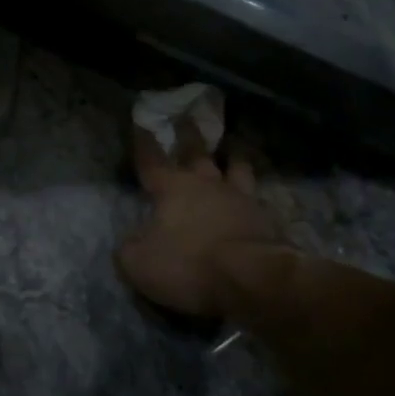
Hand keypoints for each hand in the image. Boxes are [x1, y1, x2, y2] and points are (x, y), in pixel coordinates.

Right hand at [118, 122, 281, 317]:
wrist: (250, 277)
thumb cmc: (188, 264)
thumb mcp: (140, 263)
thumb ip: (130, 248)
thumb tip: (132, 243)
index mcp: (172, 188)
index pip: (152, 160)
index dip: (144, 143)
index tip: (141, 123)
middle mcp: (207, 184)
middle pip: (197, 152)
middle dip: (189, 135)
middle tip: (188, 118)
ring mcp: (240, 198)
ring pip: (236, 166)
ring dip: (232, 155)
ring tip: (233, 147)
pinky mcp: (264, 218)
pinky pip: (256, 196)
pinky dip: (252, 191)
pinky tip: (253, 193)